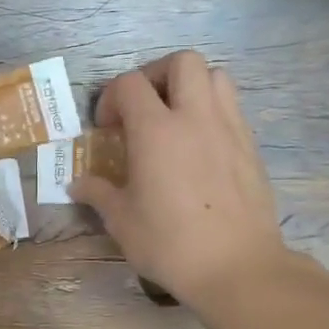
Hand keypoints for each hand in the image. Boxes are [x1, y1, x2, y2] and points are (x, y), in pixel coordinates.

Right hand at [69, 51, 305, 313]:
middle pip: (181, 62)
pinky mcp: (250, 146)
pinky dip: (212, 111)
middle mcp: (195, 117)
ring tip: (175, 118)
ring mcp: (229, 128)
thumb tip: (77, 184)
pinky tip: (199, 146)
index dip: (112, 97)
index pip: (130, 84)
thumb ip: (98, 193)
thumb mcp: (122, 221)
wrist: (237, 267)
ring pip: (215, 76)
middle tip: (144, 107)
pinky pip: (232, 107)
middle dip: (156, 75)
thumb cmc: (170, 244)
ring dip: (191, 86)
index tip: (107, 127)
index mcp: (156, 131)